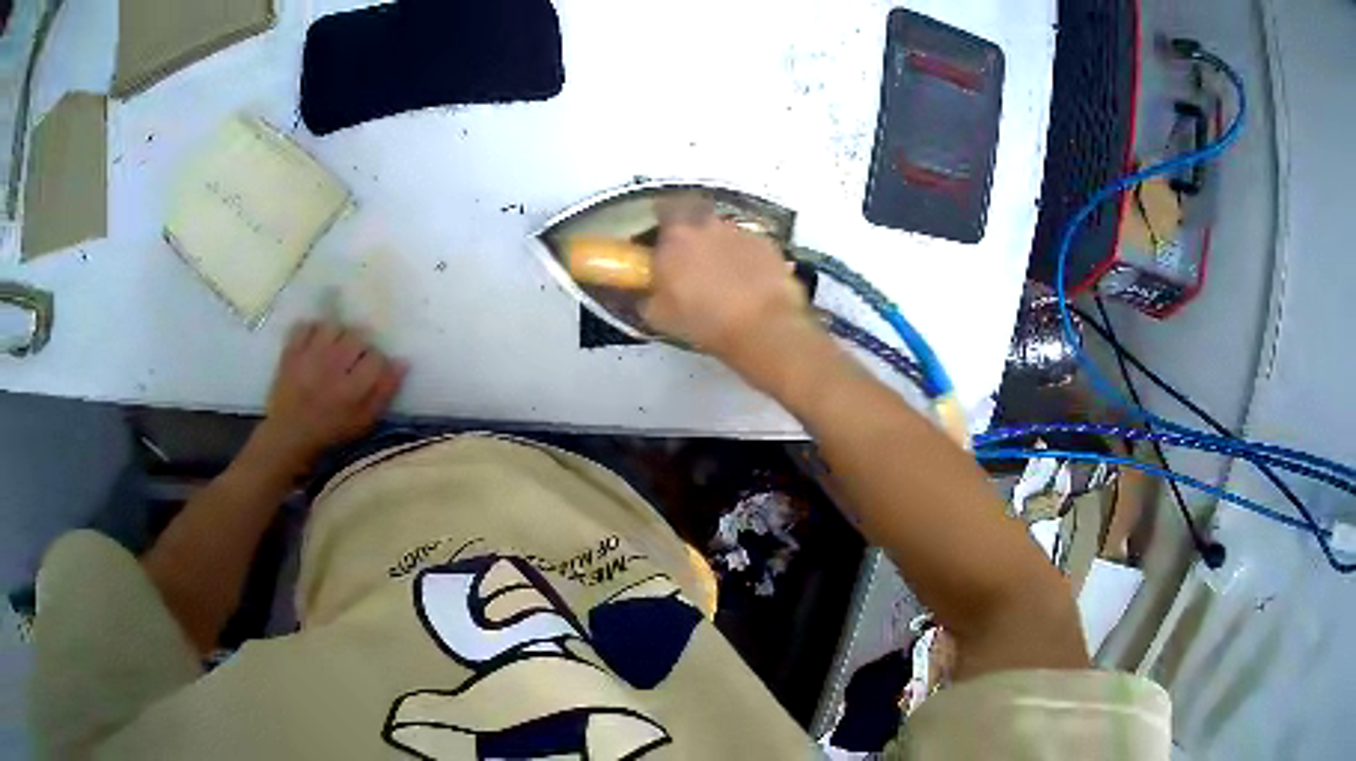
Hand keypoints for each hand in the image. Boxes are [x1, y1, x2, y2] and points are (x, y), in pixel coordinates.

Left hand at [251, 321, 407, 473]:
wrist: (289, 435)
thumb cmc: (331, 431)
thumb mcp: (364, 422)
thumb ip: (385, 392)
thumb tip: (403, 362)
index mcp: (352, 388)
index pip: (377, 357)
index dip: (377, 362)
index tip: (370, 372)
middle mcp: (332, 366)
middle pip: (357, 336)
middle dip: (359, 346)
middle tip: (353, 359)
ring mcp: (309, 356)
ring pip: (333, 326)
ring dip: (338, 334)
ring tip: (334, 348)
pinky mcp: (291, 351)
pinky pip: (305, 325)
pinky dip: (312, 330)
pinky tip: (315, 343)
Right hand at [643, 217, 815, 365]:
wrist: (762, 328)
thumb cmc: (703, 321)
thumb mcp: (658, 316)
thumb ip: (645, 295)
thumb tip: (643, 291)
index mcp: (674, 237)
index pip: (663, 209)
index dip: (662, 219)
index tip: (662, 234)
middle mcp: (706, 225)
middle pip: (696, 213)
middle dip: (692, 228)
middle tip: (691, 254)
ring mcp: (740, 232)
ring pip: (723, 230)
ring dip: (719, 244)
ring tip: (722, 273)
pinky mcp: (767, 244)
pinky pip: (748, 244)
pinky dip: (745, 256)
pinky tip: (747, 279)